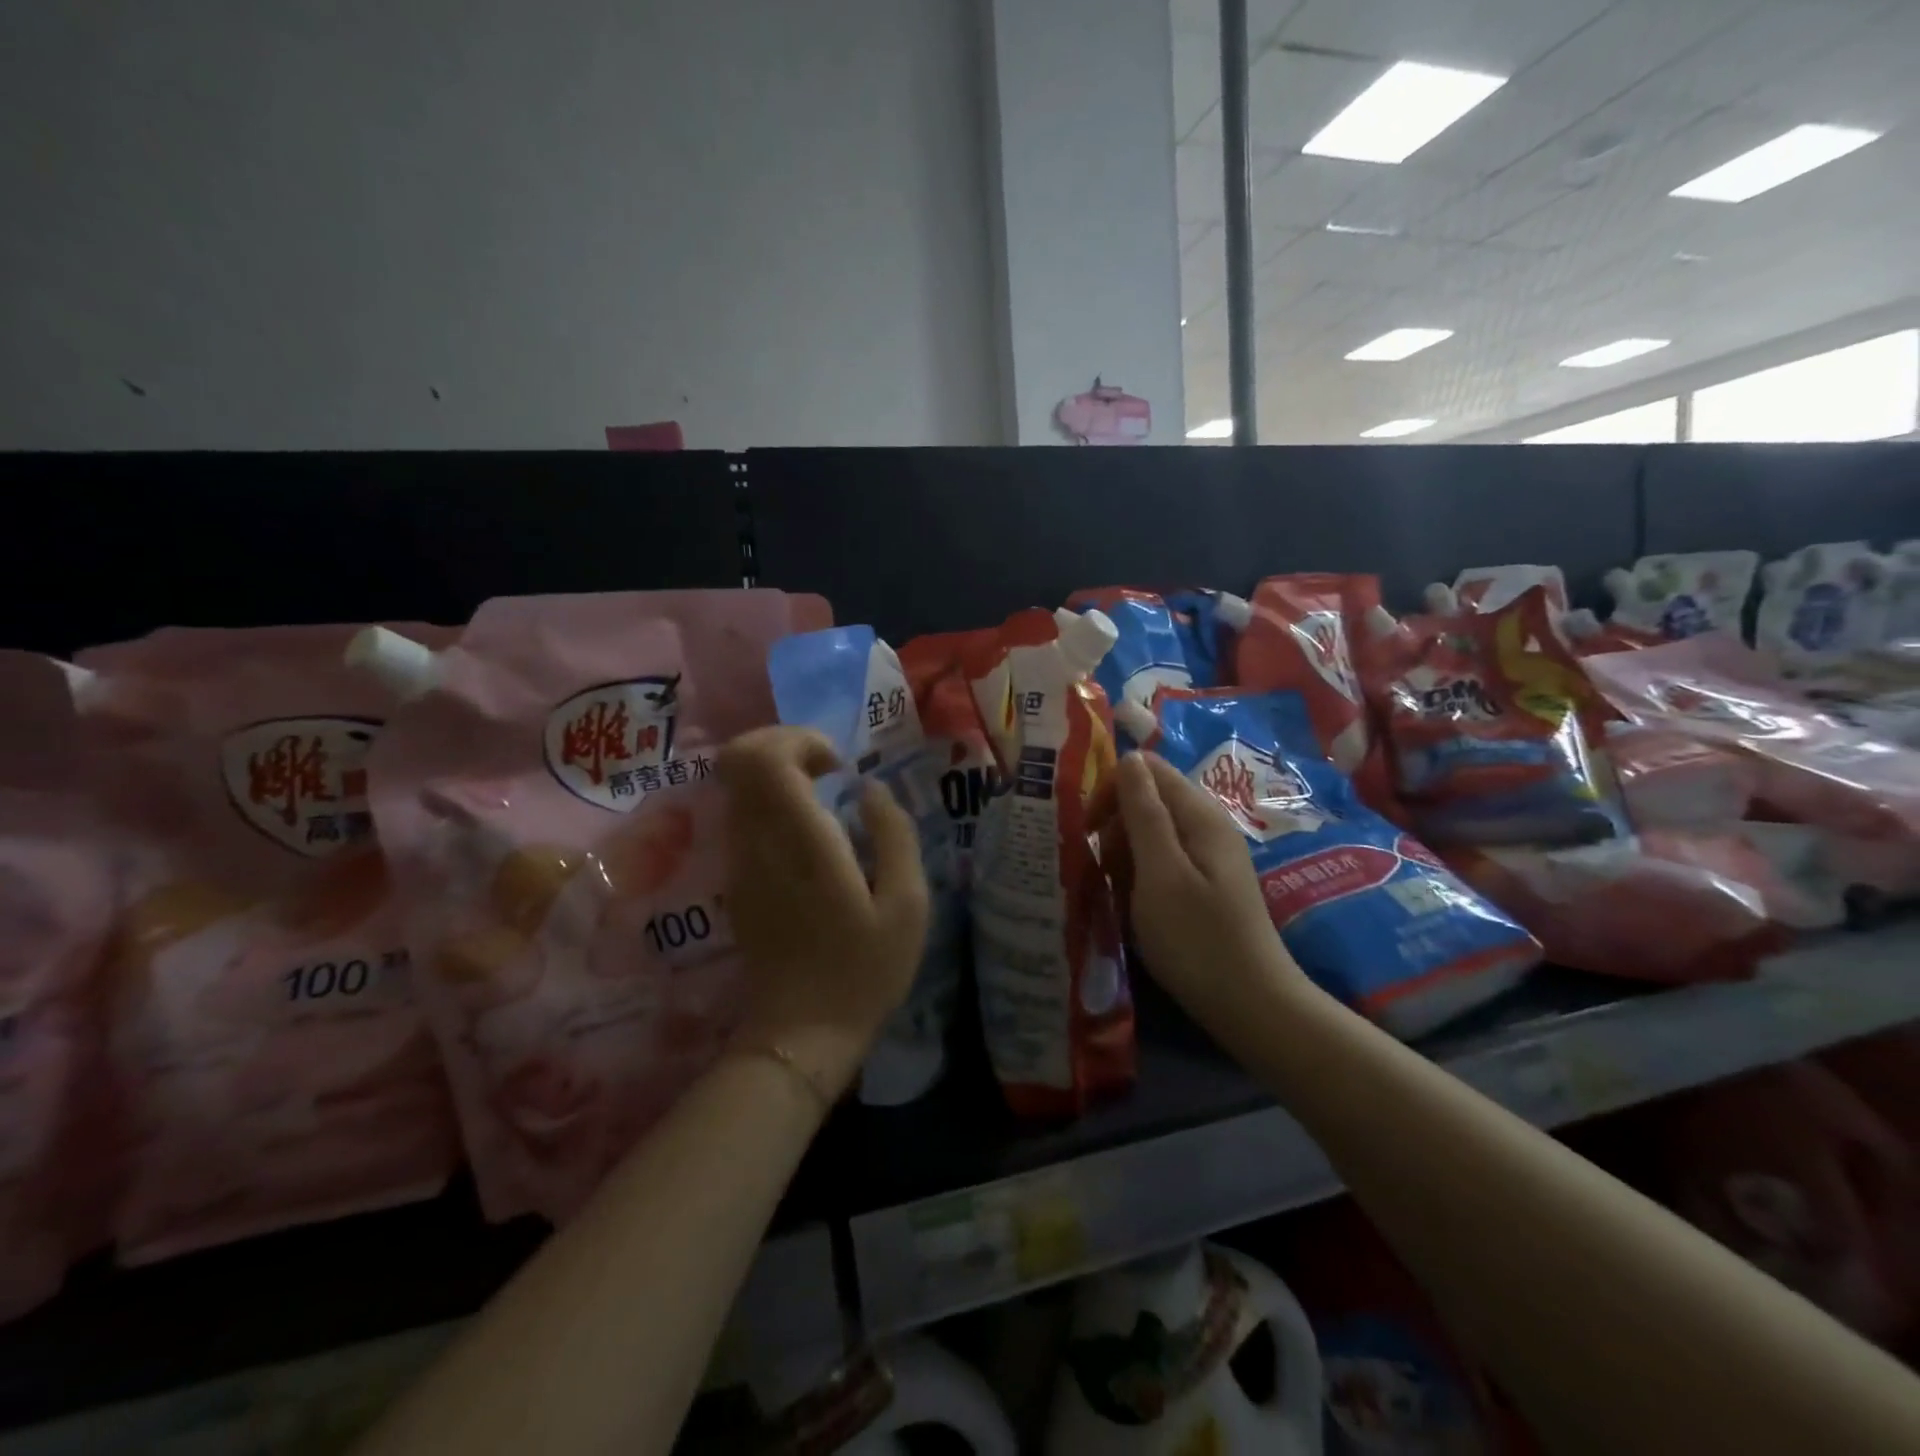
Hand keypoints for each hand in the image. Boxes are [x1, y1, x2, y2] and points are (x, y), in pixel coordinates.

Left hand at [718, 726, 930, 1100]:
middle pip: (738, 758)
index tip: (838, 766)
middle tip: (828, 770)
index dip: (798, 741)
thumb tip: (870, 790)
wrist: (801, 1033)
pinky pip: (742, 814)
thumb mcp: (907, 905)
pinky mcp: (736, 878)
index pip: (765, 759)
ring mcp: (740, 861)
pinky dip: (770, 801)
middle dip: (784, 745)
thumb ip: (894, 835)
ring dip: (778, 773)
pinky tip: (809, 832)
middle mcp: (759, 843)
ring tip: (824, 798)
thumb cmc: (864, 971)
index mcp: (802, 844)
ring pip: (736, 784)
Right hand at [1114, 752, 1309, 1040]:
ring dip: (1122, 854)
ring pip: (1150, 832)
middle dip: (1114, 826)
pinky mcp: (1204, 882)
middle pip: (1147, 799)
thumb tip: (1130, 757)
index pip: (1146, 769)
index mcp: (1198, 814)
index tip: (1087, 829)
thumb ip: (1144, 813)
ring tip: (1113, 892)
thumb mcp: (1161, 873)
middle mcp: (1206, 825)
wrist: (1250, 1005)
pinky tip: (1132, 905)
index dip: (1111, 790)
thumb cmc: (1197, 938)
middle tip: (1098, 867)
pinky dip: (1139, 875)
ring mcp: (1208, 855)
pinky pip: (1161, 860)